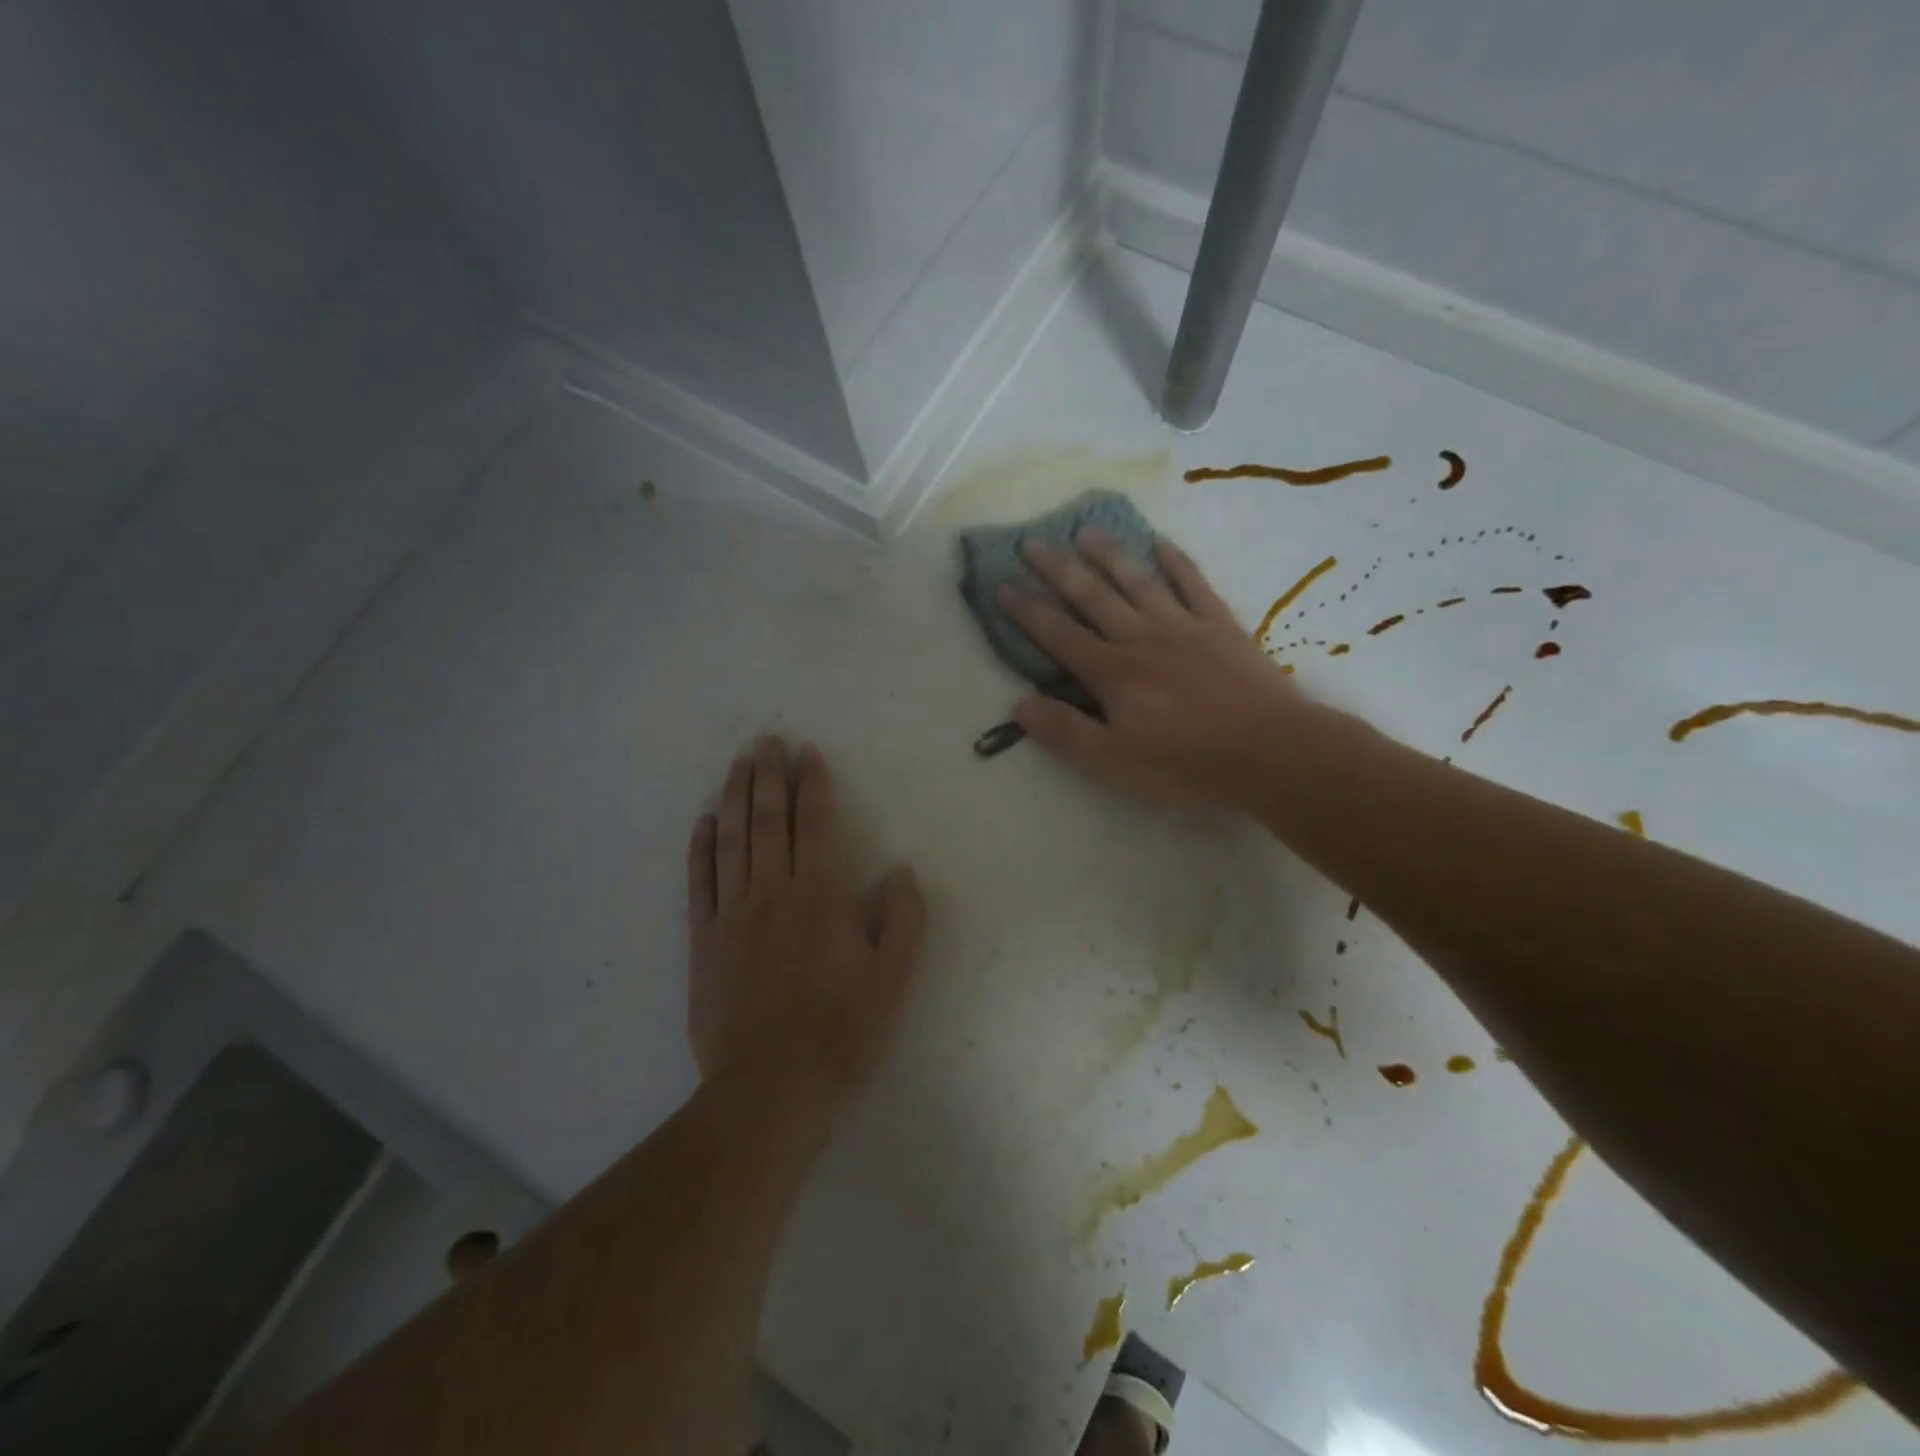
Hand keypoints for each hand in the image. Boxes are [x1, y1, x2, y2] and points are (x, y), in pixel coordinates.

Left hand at [687, 736, 926, 1104]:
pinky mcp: (704, 940)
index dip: (812, 785)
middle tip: (765, 740)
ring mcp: (732, 914)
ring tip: (736, 764)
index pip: (814, 824)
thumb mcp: (893, 978)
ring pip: (732, 841)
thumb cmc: (840, 1030)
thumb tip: (900, 872)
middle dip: (768, 776)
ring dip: (734, 798)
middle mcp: (772, 892)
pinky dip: (700, 849)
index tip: (807, 754)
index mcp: (820, 895)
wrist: (771, 1086)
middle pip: (767, 821)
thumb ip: (903, 919)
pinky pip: (700, 883)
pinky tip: (703, 823)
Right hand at [999, 528, 1307, 805]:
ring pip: (1137, 580)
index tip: (1001, 584)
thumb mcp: (1114, 762)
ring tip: (1086, 528)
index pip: (1058, 634)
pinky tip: (1160, 542)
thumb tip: (1018, 705)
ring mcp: (1183, 626)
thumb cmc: (1186, 763)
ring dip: (1109, 553)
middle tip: (1032, 540)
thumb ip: (1065, 731)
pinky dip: (1176, 561)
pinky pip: (1194, 583)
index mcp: (1111, 672)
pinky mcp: (1220, 625)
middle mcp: (1140, 638)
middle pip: (1092, 596)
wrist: (1270, 751)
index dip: (1027, 610)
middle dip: (1058, 568)